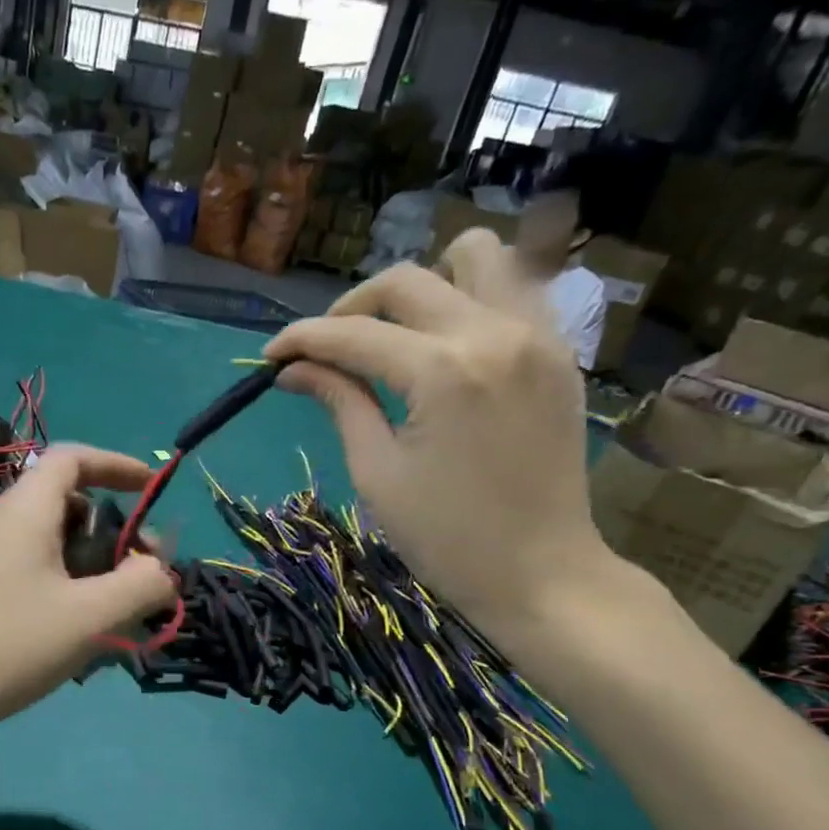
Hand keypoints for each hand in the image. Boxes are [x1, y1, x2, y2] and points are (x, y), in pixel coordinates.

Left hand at [0, 445, 176, 745]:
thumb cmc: (5, 645)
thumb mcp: (89, 618)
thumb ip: (141, 587)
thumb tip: (162, 572)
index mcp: (27, 511)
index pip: (73, 459)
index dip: (116, 465)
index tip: (151, 490)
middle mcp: (3, 524)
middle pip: (69, 506)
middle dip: (114, 534)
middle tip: (140, 578)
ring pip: (53, 548)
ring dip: (92, 571)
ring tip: (112, 619)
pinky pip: (33, 575)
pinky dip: (65, 592)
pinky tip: (71, 639)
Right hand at [262, 235, 618, 645]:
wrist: (542, 573)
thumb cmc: (447, 538)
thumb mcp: (377, 472)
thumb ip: (340, 403)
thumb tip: (293, 369)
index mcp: (442, 373)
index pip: (354, 334)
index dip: (302, 340)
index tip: (269, 356)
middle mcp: (494, 333)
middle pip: (406, 281)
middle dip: (351, 308)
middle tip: (327, 350)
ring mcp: (537, 335)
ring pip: (476, 256)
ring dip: (424, 284)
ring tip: (398, 332)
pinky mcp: (559, 351)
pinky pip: (515, 288)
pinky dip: (472, 297)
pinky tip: (446, 342)